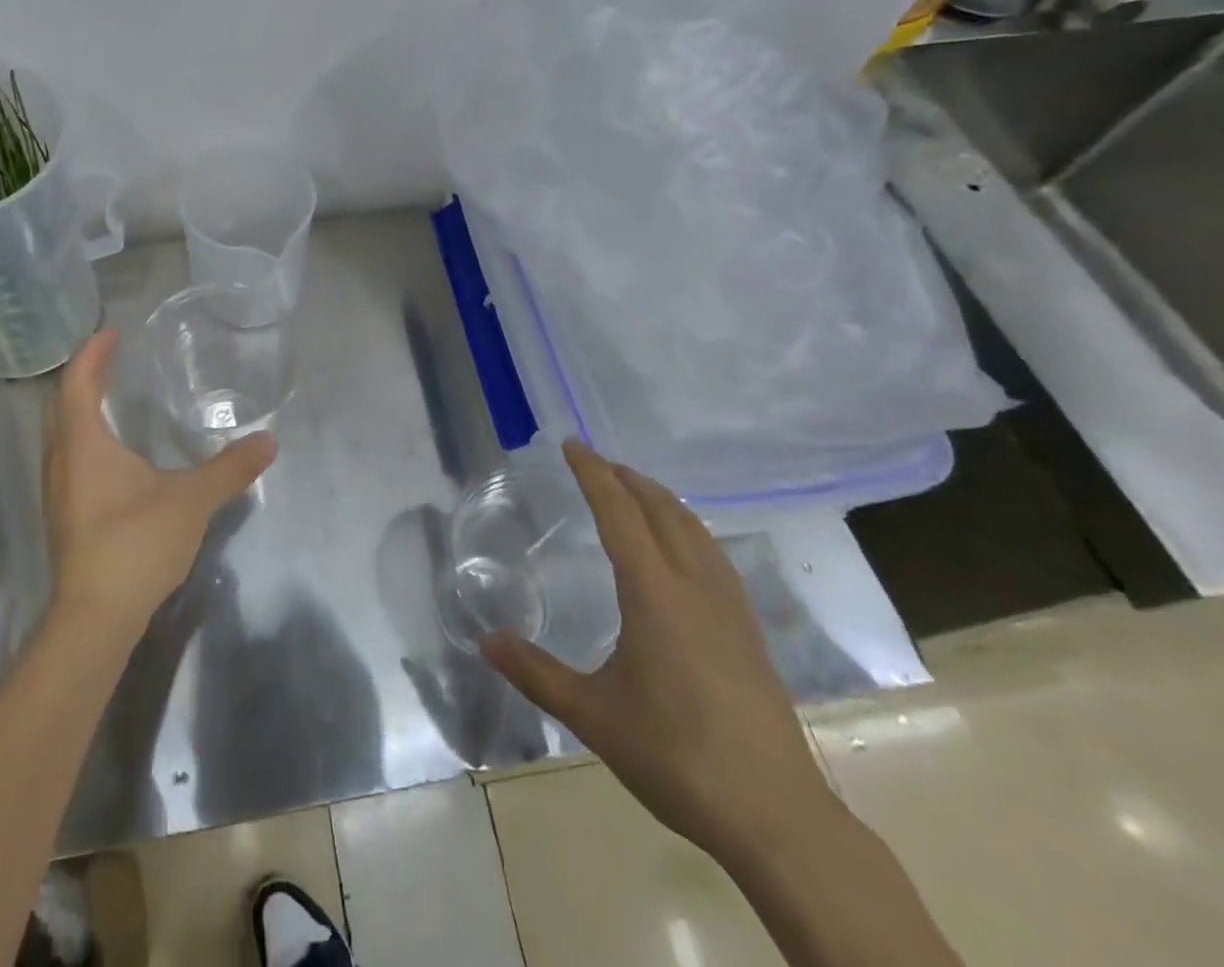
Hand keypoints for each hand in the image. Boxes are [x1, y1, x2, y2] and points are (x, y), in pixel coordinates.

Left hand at [41, 329, 275, 633]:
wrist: (94, 618)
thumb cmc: (135, 545)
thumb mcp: (191, 501)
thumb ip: (229, 469)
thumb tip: (268, 442)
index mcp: (83, 444)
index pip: (77, 382)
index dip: (93, 353)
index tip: (112, 333)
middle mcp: (61, 460)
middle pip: (60, 403)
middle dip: (83, 375)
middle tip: (110, 358)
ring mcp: (57, 491)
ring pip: (58, 433)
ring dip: (77, 407)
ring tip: (107, 395)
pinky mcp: (63, 515)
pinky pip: (65, 456)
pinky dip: (82, 436)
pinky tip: (108, 452)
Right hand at [481, 439, 838, 867]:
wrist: (777, 818)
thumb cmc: (676, 756)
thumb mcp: (593, 716)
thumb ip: (536, 673)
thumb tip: (485, 641)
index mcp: (654, 593)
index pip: (619, 513)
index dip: (594, 474)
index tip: (573, 444)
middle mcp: (694, 587)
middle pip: (663, 511)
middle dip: (628, 479)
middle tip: (598, 461)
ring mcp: (729, 609)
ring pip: (696, 531)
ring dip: (662, 500)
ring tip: (637, 491)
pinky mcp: (749, 633)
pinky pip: (714, 556)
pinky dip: (689, 530)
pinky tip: (684, 551)